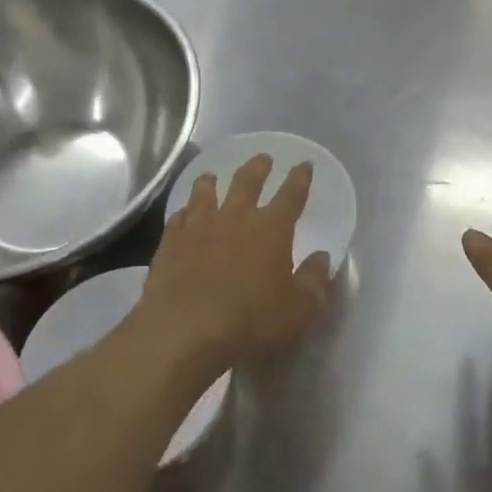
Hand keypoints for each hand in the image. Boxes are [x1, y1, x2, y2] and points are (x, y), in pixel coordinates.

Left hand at [133, 155, 331, 381]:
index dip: (300, 178)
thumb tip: (322, 257)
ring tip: (212, 175)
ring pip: (205, 193)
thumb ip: (314, 281)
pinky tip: (184, 214)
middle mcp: (235, 218)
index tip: (304, 164)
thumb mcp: (298, 310)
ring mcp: (198, 228)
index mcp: (271, 229)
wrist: (184, 332)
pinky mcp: (170, 244)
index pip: (291, 195)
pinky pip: (178, 218)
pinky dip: (184, 212)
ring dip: (211, 181)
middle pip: (247, 182)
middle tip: (263, 158)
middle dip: (258, 168)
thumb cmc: (250, 323)